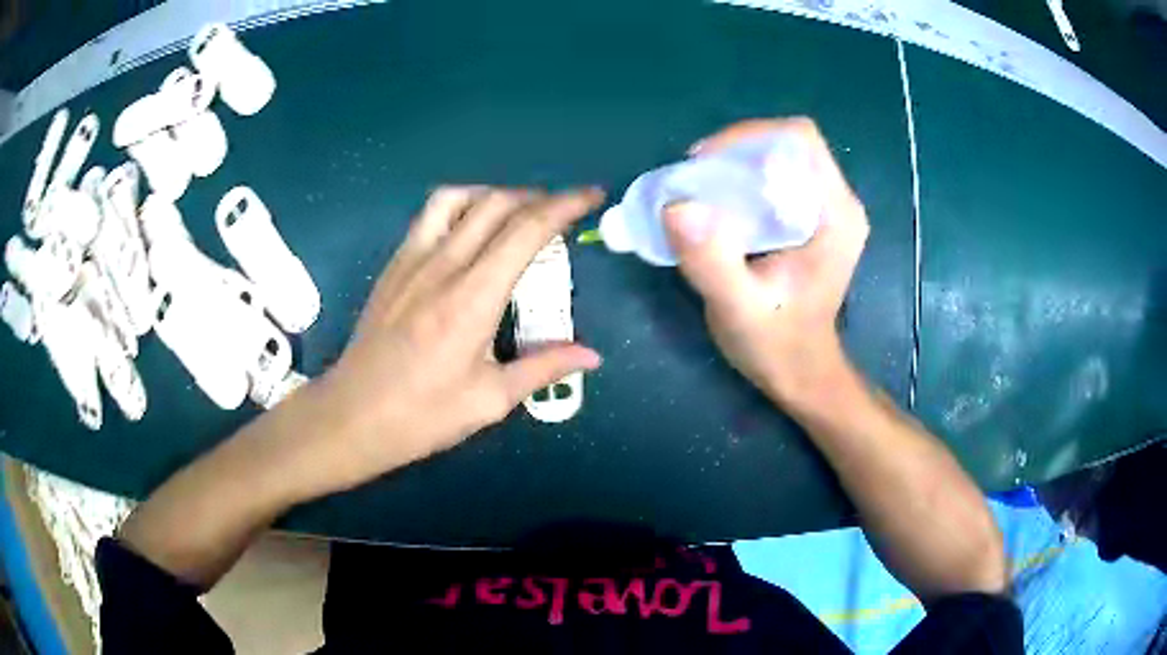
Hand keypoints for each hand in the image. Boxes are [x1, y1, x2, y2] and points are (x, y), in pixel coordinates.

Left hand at [313, 187, 604, 490]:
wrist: (352, 416)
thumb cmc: (422, 415)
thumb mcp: (489, 400)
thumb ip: (543, 367)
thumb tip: (591, 356)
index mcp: (473, 298)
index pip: (527, 230)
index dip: (566, 205)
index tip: (592, 195)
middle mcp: (443, 265)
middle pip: (496, 204)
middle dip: (538, 197)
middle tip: (562, 213)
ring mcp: (412, 260)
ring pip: (458, 198)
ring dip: (495, 195)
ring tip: (515, 215)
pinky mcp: (393, 265)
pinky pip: (430, 216)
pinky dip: (461, 207)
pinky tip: (469, 233)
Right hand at [664, 118, 868, 407]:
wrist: (801, 372)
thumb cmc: (777, 344)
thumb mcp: (739, 309)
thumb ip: (712, 261)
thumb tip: (676, 206)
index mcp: (835, 215)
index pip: (798, 140)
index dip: (748, 137)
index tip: (705, 164)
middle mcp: (838, 202)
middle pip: (787, 143)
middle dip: (736, 150)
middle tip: (695, 179)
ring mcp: (827, 209)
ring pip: (779, 156)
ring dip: (736, 163)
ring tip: (701, 190)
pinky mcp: (812, 218)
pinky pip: (776, 176)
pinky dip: (742, 180)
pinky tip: (719, 205)